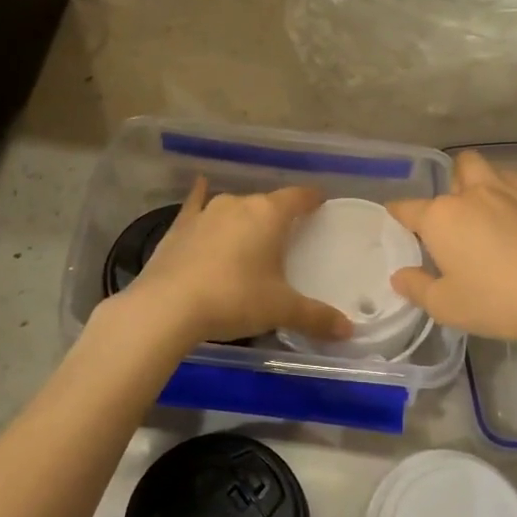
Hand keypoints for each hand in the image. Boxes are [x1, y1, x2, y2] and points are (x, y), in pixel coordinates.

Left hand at [120, 177, 353, 345]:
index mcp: (269, 215)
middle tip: (286, 238)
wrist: (168, 306)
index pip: (298, 197)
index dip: (311, 199)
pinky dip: (199, 196)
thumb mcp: (280, 310)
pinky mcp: (180, 225)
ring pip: (234, 207)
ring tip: (250, 235)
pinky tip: (200, 186)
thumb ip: (316, 317)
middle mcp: (239, 203)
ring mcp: (206, 212)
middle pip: (266, 203)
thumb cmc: (234, 299)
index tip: (320, 203)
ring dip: (244, 217)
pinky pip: (195, 204)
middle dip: (277, 217)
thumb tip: (348, 330)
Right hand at [388, 150, 516, 346]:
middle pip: (456, 168)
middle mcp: (472, 195)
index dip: (398, 213)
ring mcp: (509, 193)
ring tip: (484, 210)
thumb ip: (417, 288)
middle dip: (450, 183)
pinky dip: (510, 195)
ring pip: (488, 169)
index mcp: (441, 217)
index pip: (408, 208)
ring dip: (481, 182)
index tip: (395, 219)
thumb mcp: (445, 306)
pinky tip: (515, 220)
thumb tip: (399, 276)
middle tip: (452, 214)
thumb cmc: (495, 301)